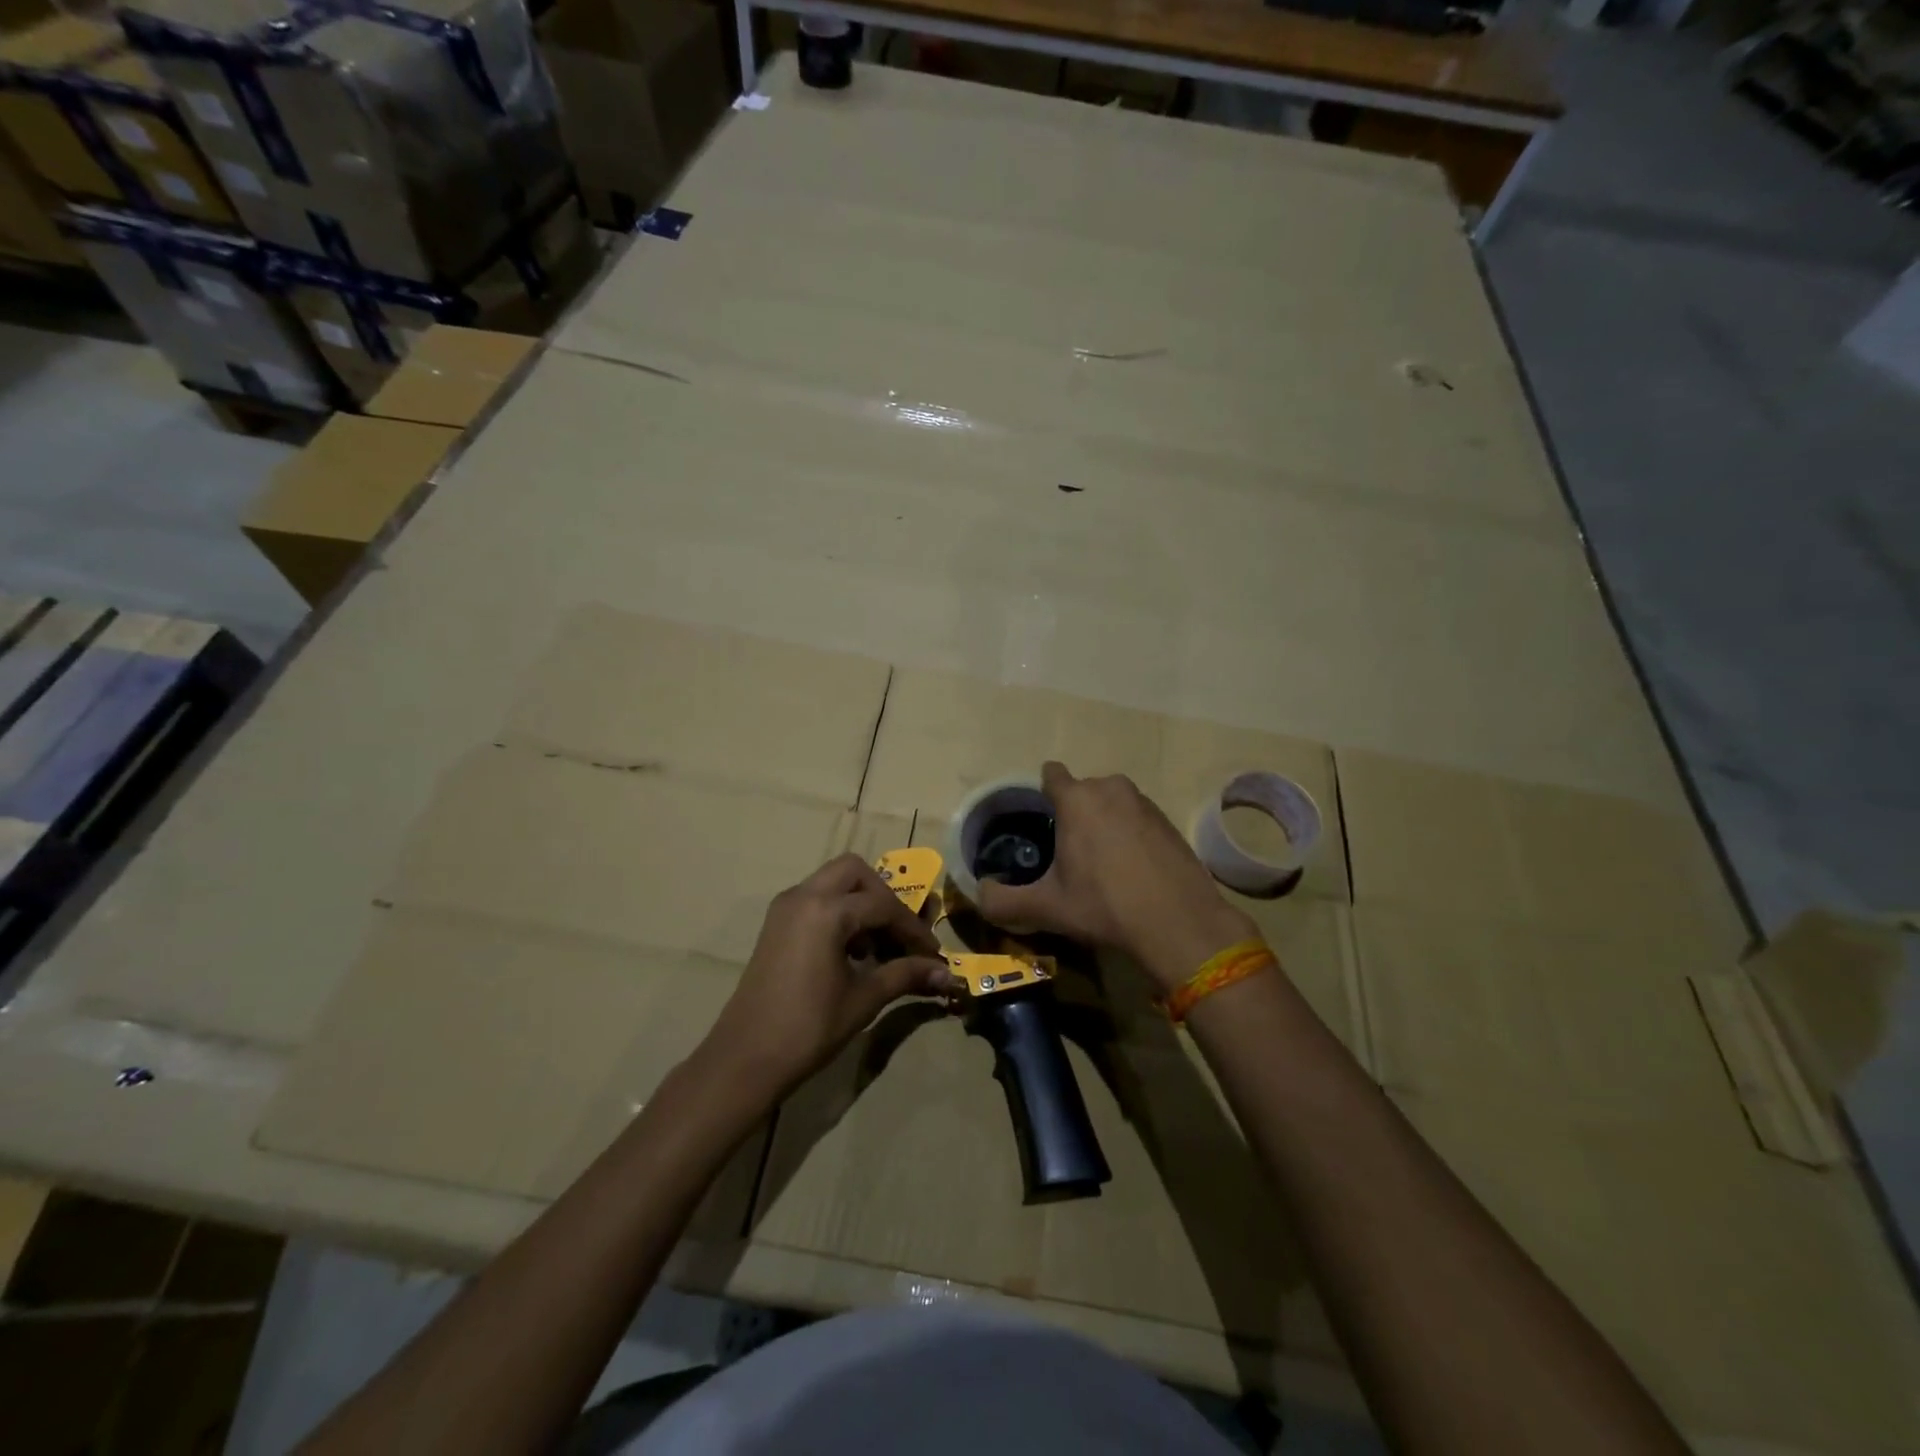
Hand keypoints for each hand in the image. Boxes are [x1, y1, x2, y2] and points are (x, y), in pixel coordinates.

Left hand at [701, 854, 955, 1100]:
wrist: (745, 1059)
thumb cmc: (808, 1028)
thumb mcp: (863, 999)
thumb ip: (905, 975)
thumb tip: (946, 974)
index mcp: (826, 910)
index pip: (883, 906)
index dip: (913, 930)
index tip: (932, 955)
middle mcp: (803, 896)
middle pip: (855, 872)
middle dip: (883, 898)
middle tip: (899, 935)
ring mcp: (785, 908)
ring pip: (833, 882)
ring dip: (860, 903)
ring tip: (876, 947)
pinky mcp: (776, 924)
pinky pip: (815, 899)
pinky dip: (838, 911)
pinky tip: (850, 952)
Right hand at [975, 761, 1254, 990]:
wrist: (1179, 922)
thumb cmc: (1104, 906)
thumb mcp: (1047, 908)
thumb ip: (1003, 901)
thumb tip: (980, 894)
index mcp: (1077, 799)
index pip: (1051, 774)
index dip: (1042, 794)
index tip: (1041, 822)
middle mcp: (1110, 788)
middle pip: (1082, 790)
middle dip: (1074, 813)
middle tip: (1069, 853)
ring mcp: (1144, 802)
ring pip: (1112, 803)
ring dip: (1104, 822)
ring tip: (1103, 864)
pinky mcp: (1169, 820)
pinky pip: (1137, 817)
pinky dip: (1131, 834)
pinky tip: (1133, 870)